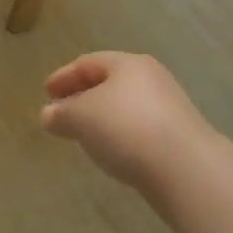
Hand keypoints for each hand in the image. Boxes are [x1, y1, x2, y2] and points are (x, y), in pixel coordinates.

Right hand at [41, 52, 209, 195]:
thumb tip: (48, 115)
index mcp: (127, 63)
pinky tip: (113, 151)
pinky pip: (140, 127)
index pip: (88, 63)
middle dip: (83, 96)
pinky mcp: (180, 136)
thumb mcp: (80, 117)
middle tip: (63, 112)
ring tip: (85, 135)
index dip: (64, 76)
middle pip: (109, 82)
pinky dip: (121, 134)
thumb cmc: (125, 128)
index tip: (46, 93)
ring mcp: (170, 107)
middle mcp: (151, 78)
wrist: (186, 169)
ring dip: (102, 117)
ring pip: (126, 106)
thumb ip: (61, 113)